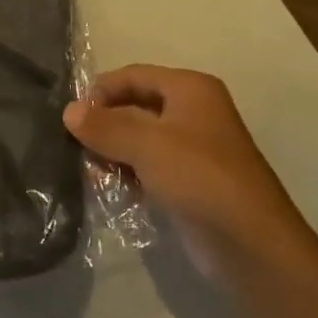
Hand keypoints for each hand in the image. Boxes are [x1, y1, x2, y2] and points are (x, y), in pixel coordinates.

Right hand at [64, 64, 308, 258]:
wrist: (249, 243)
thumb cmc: (199, 177)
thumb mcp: (147, 145)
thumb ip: (105, 126)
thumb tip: (68, 110)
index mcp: (190, 89)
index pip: (134, 75)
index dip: (101, 90)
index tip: (69, 114)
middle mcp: (193, 111)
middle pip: (136, 105)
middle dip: (104, 122)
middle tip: (71, 143)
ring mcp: (192, 148)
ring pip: (140, 138)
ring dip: (113, 150)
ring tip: (86, 168)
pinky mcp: (188, 181)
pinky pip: (149, 166)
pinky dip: (128, 172)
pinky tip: (107, 187)